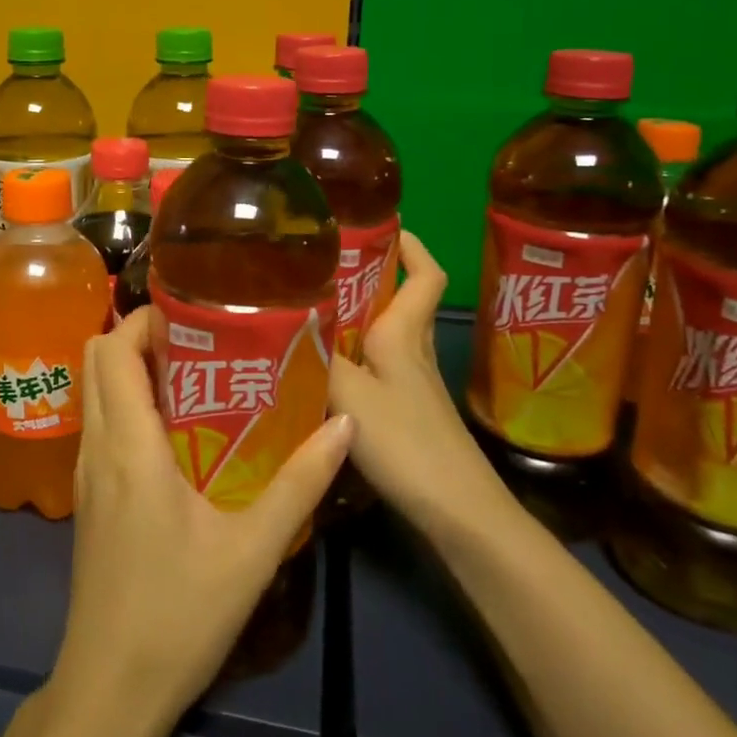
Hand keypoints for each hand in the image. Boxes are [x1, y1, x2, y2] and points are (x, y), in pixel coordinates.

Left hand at [48, 311, 352, 727]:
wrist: (110, 689)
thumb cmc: (179, 615)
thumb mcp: (252, 550)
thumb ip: (300, 484)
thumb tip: (343, 426)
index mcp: (129, 446)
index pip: (113, 350)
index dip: (144, 319)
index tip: (194, 314)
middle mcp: (97, 446)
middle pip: (97, 359)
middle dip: (139, 335)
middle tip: (200, 339)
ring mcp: (86, 472)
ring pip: (95, 391)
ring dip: (132, 368)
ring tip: (195, 373)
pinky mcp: (88, 496)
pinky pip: (100, 423)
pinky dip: (127, 403)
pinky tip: (176, 429)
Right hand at [330, 230, 518, 539]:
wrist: (456, 512)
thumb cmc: (407, 442)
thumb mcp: (350, 394)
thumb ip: (314, 358)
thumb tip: (280, 323)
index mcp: (404, 334)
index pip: (424, 274)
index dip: (410, 245)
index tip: (381, 224)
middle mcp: (410, 352)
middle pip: (398, 300)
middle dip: (368, 276)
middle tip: (318, 265)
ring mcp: (409, 385)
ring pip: (383, 334)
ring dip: (353, 318)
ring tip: (304, 310)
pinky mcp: (403, 414)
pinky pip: (373, 367)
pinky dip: (348, 358)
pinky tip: (315, 370)